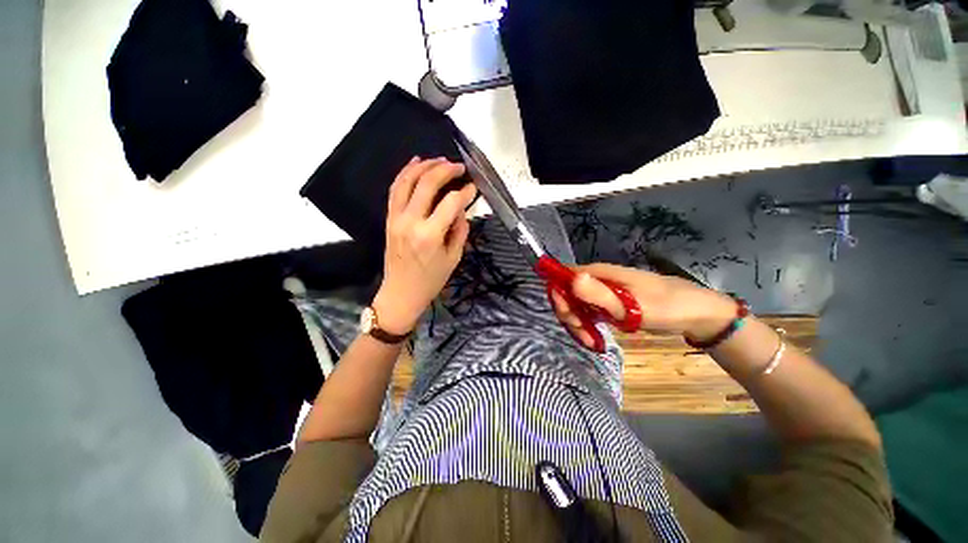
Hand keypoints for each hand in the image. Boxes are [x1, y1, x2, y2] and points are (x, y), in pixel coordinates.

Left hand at [372, 157, 476, 334]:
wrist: (401, 292)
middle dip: (446, 170)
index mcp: (430, 235)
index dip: (465, 192)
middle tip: (459, 167)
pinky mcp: (389, 218)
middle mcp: (411, 222)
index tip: (473, 188)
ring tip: (440, 160)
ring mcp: (396, 218)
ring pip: (407, 181)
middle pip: (427, 184)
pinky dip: (405, 173)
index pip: (451, 203)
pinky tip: (416, 163)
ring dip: (424, 166)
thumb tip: (462, 209)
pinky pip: (395, 189)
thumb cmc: (431, 280)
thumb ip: (460, 230)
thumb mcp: (454, 258)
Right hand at [550, 263, 736, 348]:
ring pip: (577, 305)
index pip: (565, 278)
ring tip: (591, 342)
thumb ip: (599, 294)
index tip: (570, 318)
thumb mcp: (632, 304)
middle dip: (569, 315)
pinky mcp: (609, 304)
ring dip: (578, 324)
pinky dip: (588, 326)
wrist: (695, 313)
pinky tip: (595, 340)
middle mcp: (597, 279)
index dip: (560, 296)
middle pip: (568, 293)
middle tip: (583, 334)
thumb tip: (571, 279)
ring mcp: (603, 292)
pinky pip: (589, 313)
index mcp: (599, 273)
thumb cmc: (665, 307)